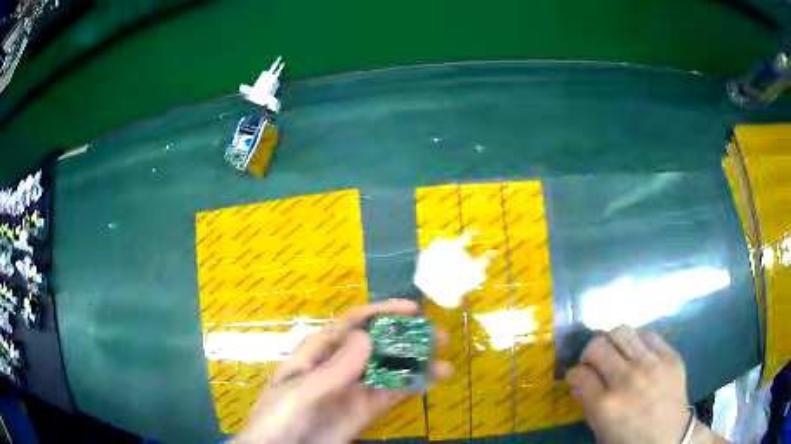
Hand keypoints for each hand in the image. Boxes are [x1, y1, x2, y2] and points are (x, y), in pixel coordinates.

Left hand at [232, 299, 452, 443]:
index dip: (382, 312)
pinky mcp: (365, 410)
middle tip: (439, 337)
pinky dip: (413, 386)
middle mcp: (340, 364)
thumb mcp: (300, 392)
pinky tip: (432, 382)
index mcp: (319, 351)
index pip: (353, 323)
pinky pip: (392, 393)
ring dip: (416, 364)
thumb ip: (332, 369)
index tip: (413, 311)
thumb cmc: (280, 417)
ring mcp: (355, 388)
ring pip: (390, 369)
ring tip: (445, 365)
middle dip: (407, 338)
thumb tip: (366, 337)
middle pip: (378, 343)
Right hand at [566, 325, 727, 443]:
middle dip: (589, 353)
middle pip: (598, 346)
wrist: (670, 438)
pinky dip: (639, 344)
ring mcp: (652, 364)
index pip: (580, 373)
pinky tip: (640, 357)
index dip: (574, 374)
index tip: (577, 376)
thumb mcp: (601, 431)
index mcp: (606, 405)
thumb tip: (578, 381)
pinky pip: (649, 336)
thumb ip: (588, 405)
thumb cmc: (630, 440)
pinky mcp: (671, 356)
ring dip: (612, 342)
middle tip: (593, 362)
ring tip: (616, 353)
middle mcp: (627, 379)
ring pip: (622, 331)